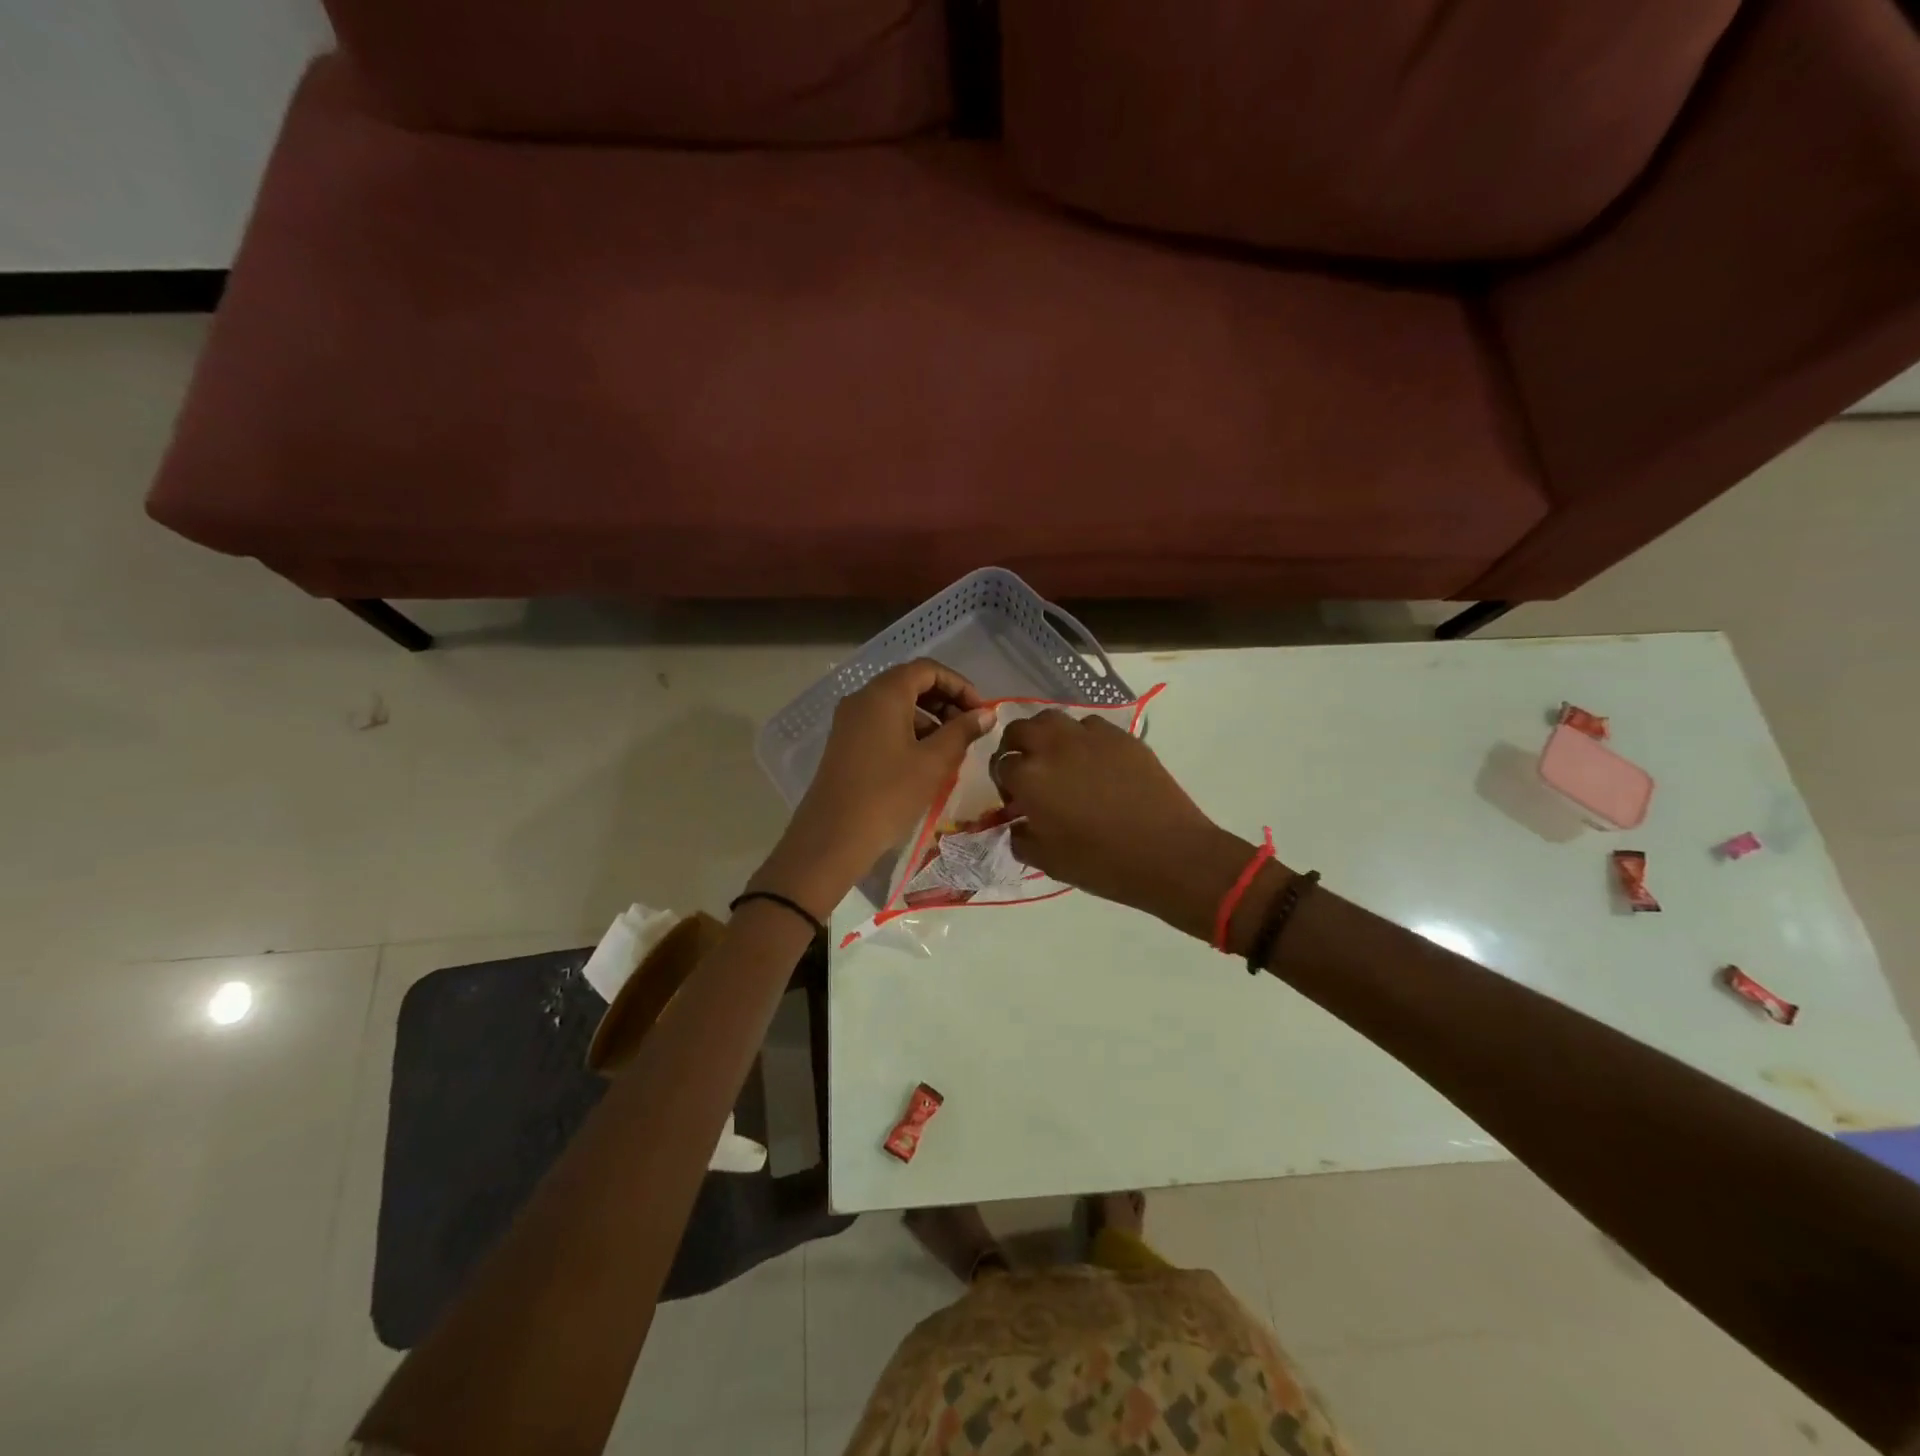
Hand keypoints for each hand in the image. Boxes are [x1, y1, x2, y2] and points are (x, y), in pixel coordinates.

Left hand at [753, 659, 993, 918]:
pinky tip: (924, 761)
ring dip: (928, 718)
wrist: (832, 838)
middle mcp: (863, 698)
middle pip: (910, 683)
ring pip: (896, 705)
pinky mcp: (844, 743)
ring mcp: (849, 720)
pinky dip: (908, 731)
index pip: (928, 669)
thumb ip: (963, 732)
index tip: (981, 713)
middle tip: (970, 729)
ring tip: (952, 749)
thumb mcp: (934, 762)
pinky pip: (882, 723)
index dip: (960, 685)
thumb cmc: (888, 795)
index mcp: (884, 693)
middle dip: (945, 701)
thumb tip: (986, 713)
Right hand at [993, 711, 1252, 938]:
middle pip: (1019, 729)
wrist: (1169, 854)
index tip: (1016, 801)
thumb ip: (1020, 838)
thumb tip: (1018, 823)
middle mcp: (1053, 746)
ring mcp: (1089, 736)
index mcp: (1029, 777)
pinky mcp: (1120, 736)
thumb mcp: (1047, 861)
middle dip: (1015, 747)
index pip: (1001, 765)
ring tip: (1057, 760)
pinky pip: (1089, 726)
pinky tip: (1093, 761)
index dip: (1004, 783)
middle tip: (1027, 771)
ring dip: (1046, 736)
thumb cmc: (1102, 863)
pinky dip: (1081, 738)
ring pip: (1053, 719)